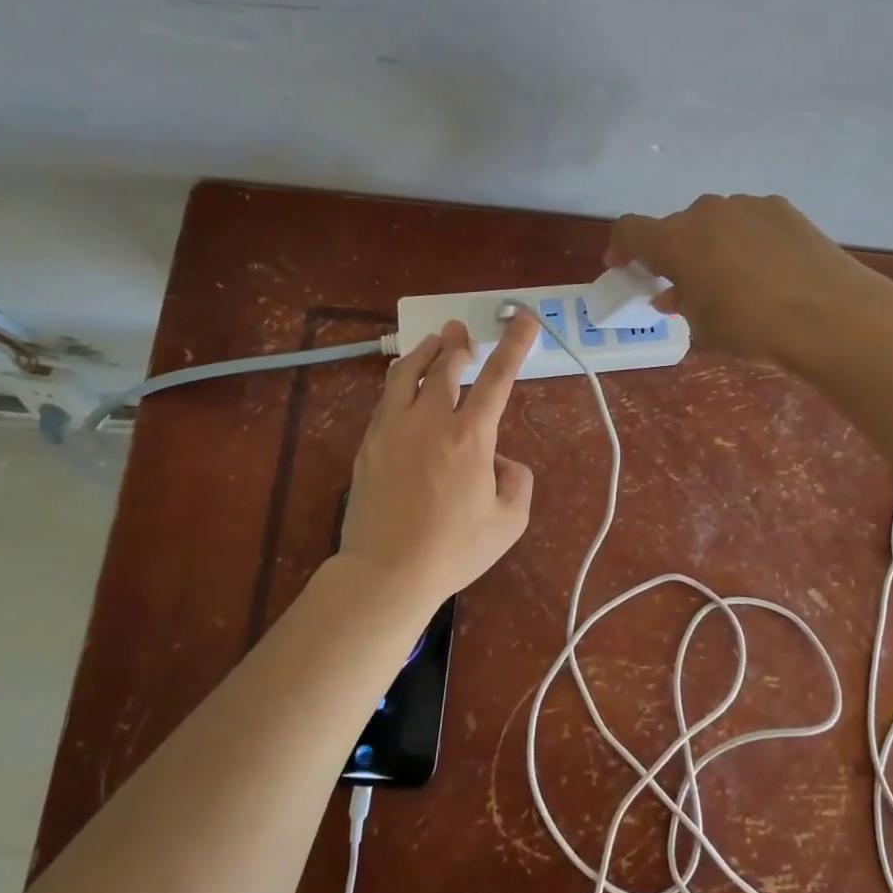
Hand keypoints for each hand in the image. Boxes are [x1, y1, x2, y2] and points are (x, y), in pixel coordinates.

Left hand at [339, 313, 538, 613]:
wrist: (386, 573)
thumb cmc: (453, 550)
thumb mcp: (509, 521)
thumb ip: (517, 481)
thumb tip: (499, 460)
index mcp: (470, 437)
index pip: (497, 378)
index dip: (514, 345)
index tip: (524, 320)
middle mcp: (430, 421)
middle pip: (444, 367)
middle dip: (457, 344)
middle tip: (461, 331)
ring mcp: (393, 429)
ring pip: (405, 375)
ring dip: (423, 353)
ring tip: (432, 342)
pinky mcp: (369, 445)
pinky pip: (385, 400)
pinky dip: (399, 381)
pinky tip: (402, 384)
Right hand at [607, 194, 878, 366]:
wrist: (830, 315)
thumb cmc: (752, 328)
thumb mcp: (703, 328)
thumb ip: (681, 304)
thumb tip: (674, 294)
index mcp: (675, 241)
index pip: (630, 230)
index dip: (621, 248)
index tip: (623, 267)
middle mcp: (705, 212)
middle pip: (675, 227)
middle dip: (673, 255)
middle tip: (685, 287)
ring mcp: (746, 206)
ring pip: (713, 222)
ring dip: (710, 246)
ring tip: (731, 280)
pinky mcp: (781, 208)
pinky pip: (748, 221)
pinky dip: (744, 240)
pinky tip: (766, 268)